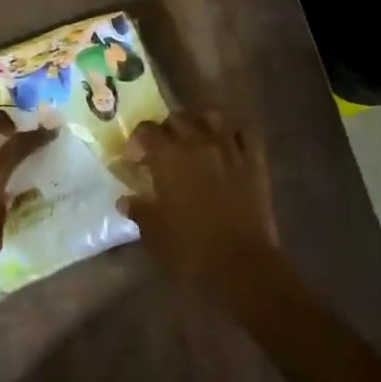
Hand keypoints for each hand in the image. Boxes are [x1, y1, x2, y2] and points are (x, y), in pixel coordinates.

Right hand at [121, 110, 284, 288]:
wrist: (241, 265)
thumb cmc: (189, 249)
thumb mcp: (153, 232)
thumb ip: (139, 209)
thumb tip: (126, 200)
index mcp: (168, 156)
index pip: (146, 130)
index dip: (137, 142)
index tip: (135, 159)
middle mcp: (197, 143)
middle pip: (177, 119)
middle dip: (165, 130)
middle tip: (162, 152)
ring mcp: (229, 149)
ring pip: (212, 116)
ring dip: (199, 122)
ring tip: (194, 139)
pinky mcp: (254, 162)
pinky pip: (245, 133)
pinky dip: (233, 134)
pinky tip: (227, 145)